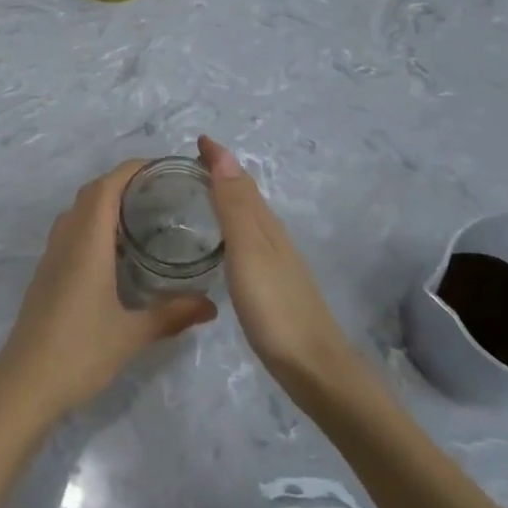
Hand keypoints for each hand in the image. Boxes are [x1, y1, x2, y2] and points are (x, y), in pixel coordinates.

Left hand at [0, 161, 217, 427]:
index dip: (131, 170)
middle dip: (122, 182)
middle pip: (91, 194)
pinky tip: (114, 251)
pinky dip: (92, 225)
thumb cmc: (79, 353)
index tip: (161, 167)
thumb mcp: (132, 335)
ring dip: (104, 202)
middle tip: (159, 190)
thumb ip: (171, 315)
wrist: (23, 385)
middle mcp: (66, 240)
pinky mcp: (46, 274)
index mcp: (86, 243)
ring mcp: (51, 257)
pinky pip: (69, 232)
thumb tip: (211, 305)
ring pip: (77, 212)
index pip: (106, 187)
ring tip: (140, 214)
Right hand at [198, 135, 353, 398]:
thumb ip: (235, 207)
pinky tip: (225, 246)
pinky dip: (234, 229)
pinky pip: (250, 242)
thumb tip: (224, 155)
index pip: (241, 181)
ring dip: (229, 200)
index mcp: (265, 226)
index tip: (199, 140)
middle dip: (223, 174)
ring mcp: (277, 263)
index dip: (220, 159)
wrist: (314, 367)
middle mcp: (273, 237)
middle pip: (247, 196)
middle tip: (193, 163)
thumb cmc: (275, 308)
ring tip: (203, 195)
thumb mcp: (248, 252)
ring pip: (250, 219)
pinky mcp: (275, 287)